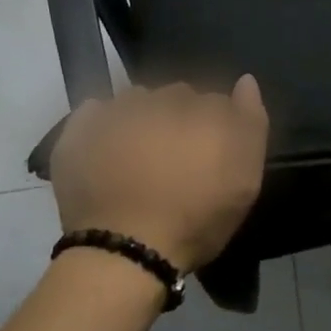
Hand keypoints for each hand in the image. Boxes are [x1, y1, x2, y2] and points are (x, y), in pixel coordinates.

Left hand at [48, 76, 268, 274]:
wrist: (125, 249)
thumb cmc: (196, 219)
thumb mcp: (245, 180)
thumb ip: (250, 123)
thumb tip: (245, 81)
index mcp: (204, 109)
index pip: (216, 101)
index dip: (217, 126)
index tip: (211, 156)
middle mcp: (162, 99)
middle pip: (176, 97)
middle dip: (179, 117)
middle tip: (175, 157)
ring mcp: (118, 111)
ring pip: (136, 100)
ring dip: (142, 117)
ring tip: (138, 155)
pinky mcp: (80, 130)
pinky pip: (95, 112)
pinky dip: (102, 124)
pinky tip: (106, 150)